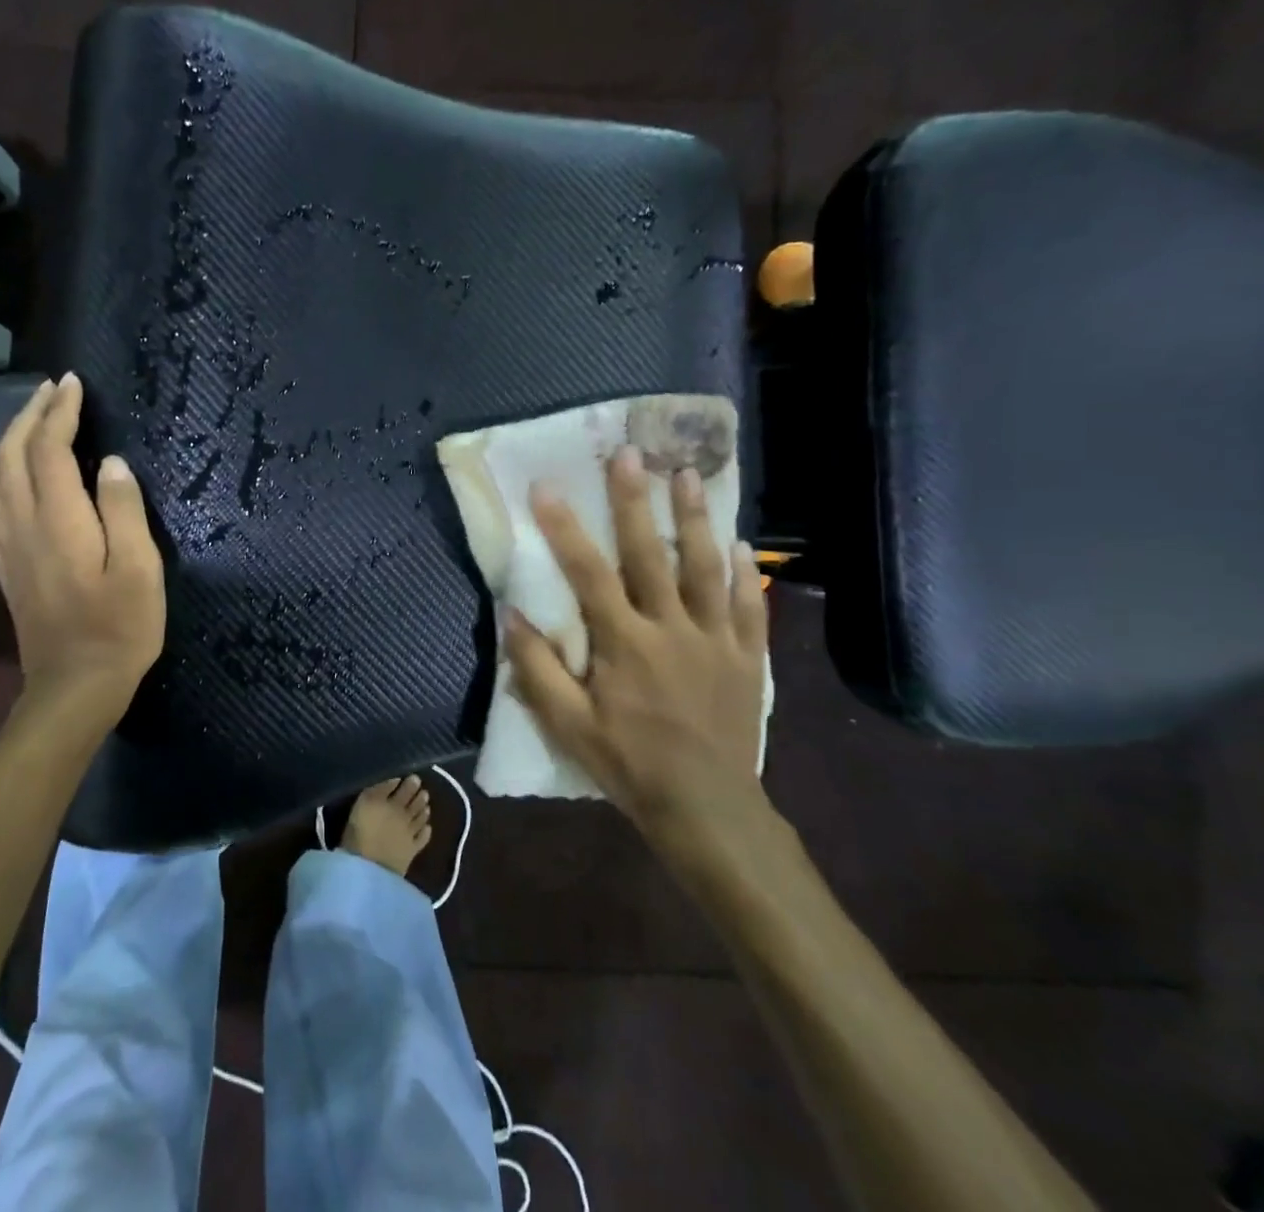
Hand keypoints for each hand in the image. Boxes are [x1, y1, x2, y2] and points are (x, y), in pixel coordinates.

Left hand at [0, 374, 165, 721]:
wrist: (74, 688)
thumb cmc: (119, 628)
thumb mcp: (140, 569)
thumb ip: (123, 510)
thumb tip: (110, 463)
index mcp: (58, 520)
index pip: (48, 450)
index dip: (59, 412)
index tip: (73, 383)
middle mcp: (23, 526)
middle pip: (10, 456)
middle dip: (28, 416)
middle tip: (51, 391)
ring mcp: (8, 549)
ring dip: (9, 442)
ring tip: (33, 424)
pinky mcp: (6, 569)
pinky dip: (0, 480)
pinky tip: (15, 482)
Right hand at [502, 446, 771, 869]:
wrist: (707, 810)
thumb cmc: (629, 765)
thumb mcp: (568, 726)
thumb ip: (538, 669)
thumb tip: (512, 615)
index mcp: (624, 644)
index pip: (588, 574)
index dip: (564, 528)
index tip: (546, 487)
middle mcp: (671, 629)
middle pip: (651, 554)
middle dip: (636, 501)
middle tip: (631, 453)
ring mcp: (716, 641)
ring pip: (707, 569)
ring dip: (696, 519)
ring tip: (689, 475)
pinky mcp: (747, 659)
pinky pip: (751, 608)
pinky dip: (747, 574)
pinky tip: (742, 543)